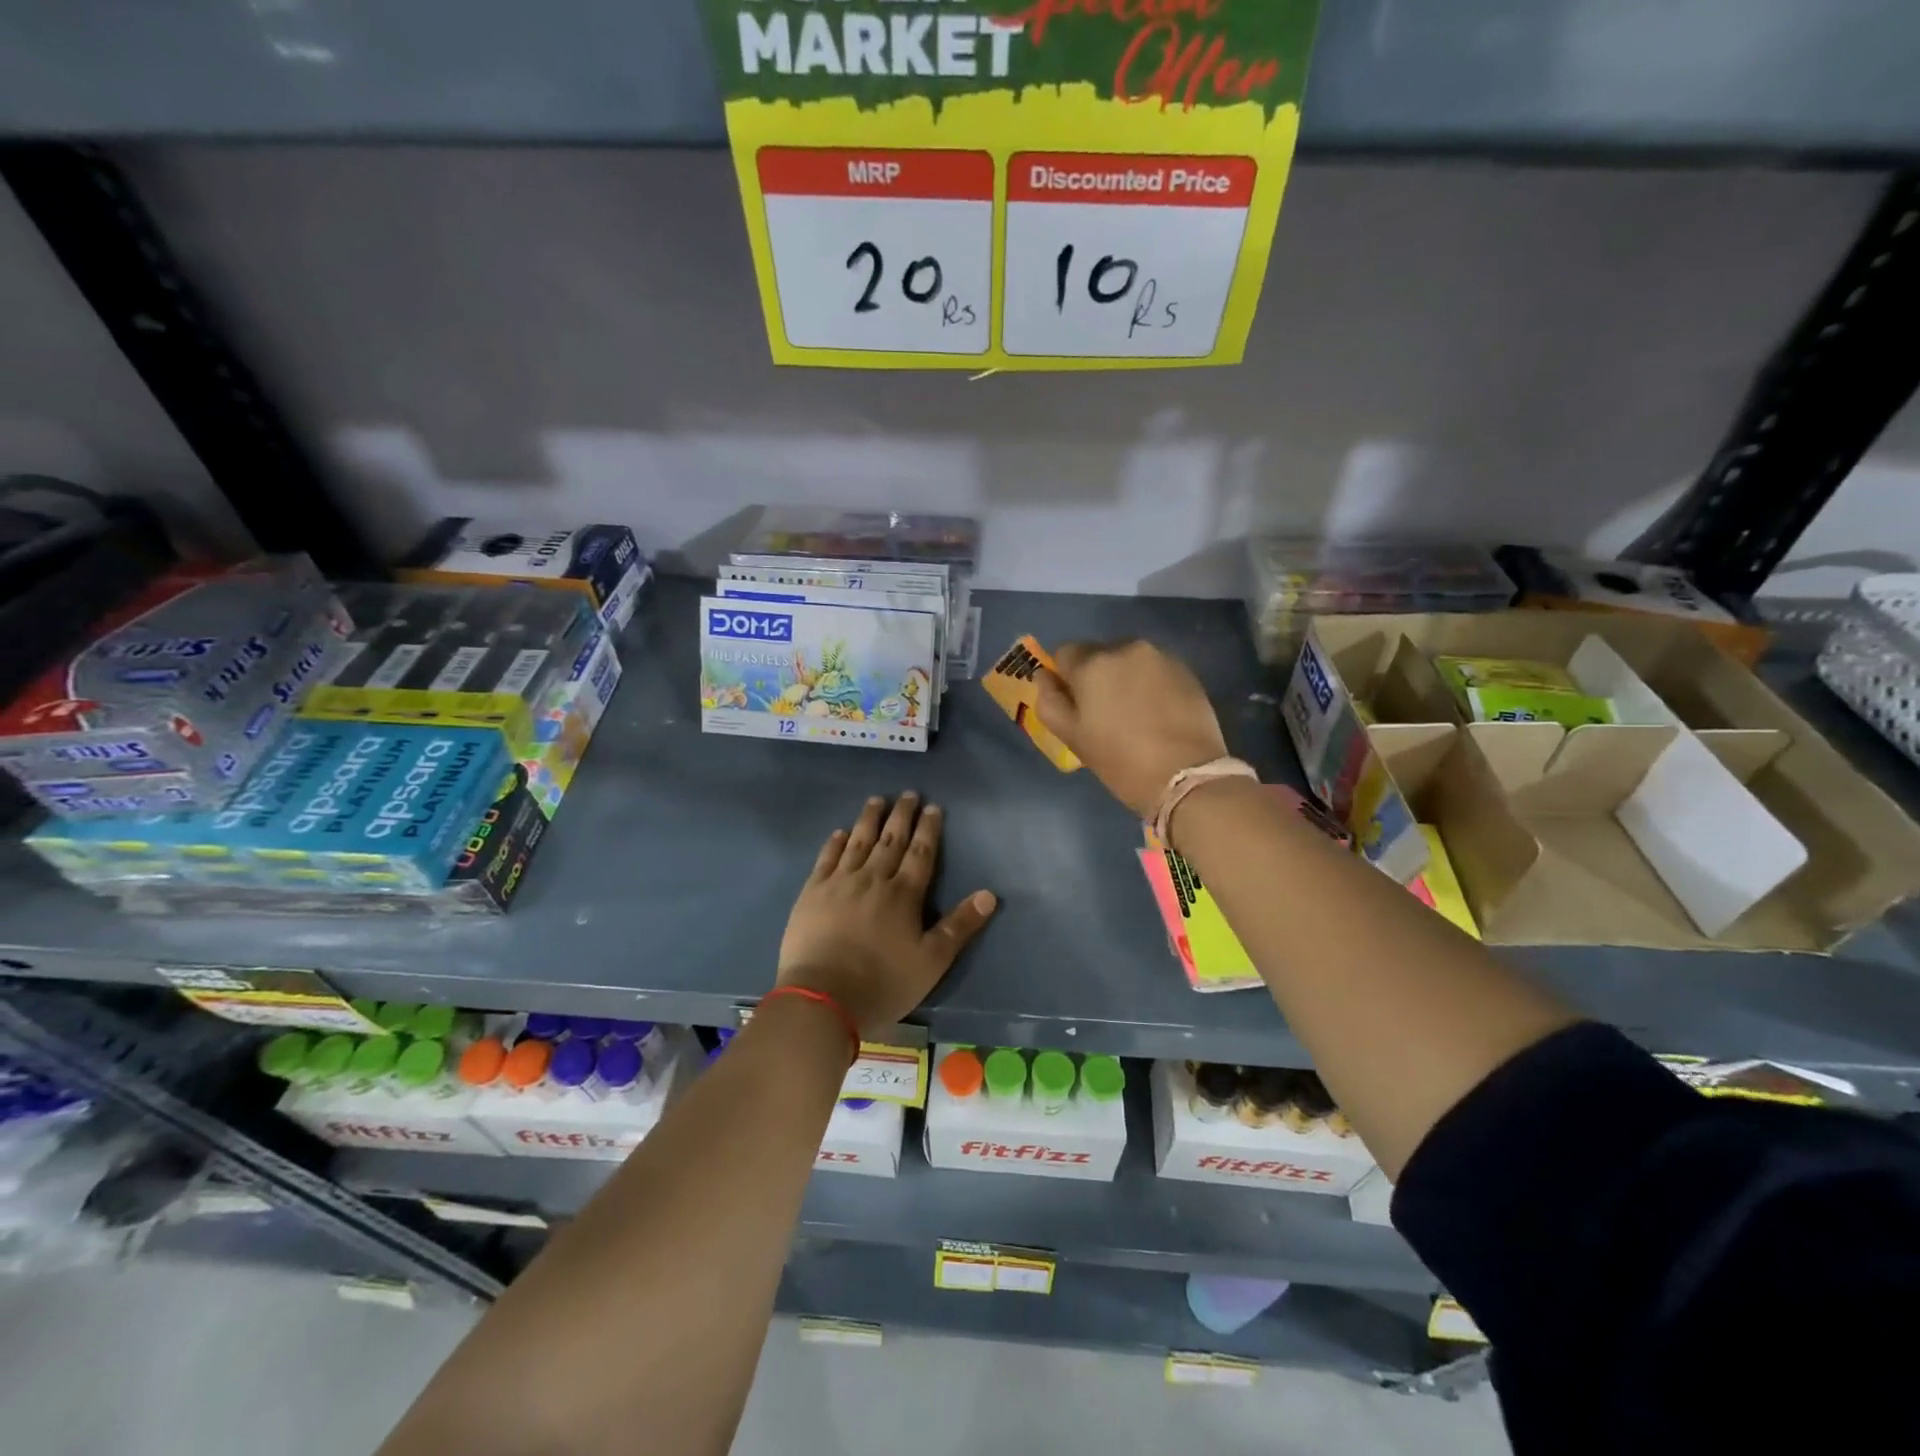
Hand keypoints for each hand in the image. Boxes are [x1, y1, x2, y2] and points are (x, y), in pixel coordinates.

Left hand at [777, 793, 996, 1036]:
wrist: (822, 998)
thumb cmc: (883, 983)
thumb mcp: (931, 962)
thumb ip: (959, 926)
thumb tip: (989, 894)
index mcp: (904, 895)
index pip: (920, 853)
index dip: (928, 829)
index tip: (933, 807)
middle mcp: (873, 879)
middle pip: (891, 840)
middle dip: (902, 816)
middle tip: (908, 794)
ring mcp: (839, 883)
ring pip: (858, 842)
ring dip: (869, 820)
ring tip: (876, 800)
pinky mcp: (812, 893)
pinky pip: (826, 859)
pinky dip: (835, 843)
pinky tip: (840, 832)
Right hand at [1035, 640, 1228, 819]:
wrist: (1186, 776)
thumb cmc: (1120, 761)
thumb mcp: (1072, 737)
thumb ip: (1050, 701)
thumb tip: (1045, 676)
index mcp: (1092, 664)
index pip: (1064, 653)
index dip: (1065, 677)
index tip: (1075, 703)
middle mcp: (1126, 648)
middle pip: (1099, 653)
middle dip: (1096, 675)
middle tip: (1104, 712)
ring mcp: (1160, 657)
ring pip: (1129, 660)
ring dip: (1124, 677)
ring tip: (1134, 713)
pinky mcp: (1186, 670)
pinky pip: (1155, 668)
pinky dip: (1150, 683)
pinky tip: (1157, 712)